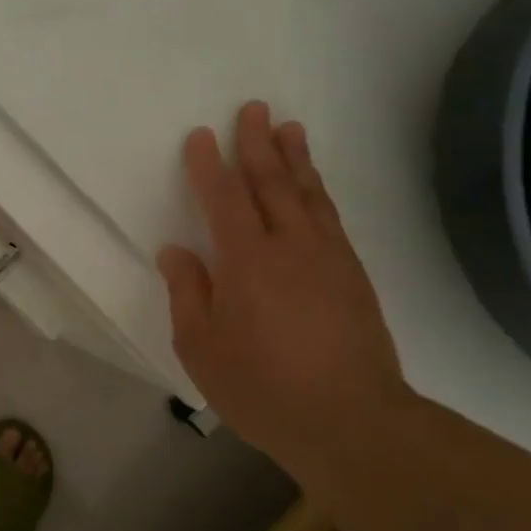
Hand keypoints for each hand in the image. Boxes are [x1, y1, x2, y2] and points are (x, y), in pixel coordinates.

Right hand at [157, 101, 411, 481]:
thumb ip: (189, 294)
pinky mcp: (353, 275)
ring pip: (307, 194)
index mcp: (247, 261)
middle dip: (257, 144)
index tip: (200, 135)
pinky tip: (313, 187)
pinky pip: (330, 217)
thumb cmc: (264, 388)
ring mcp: (328, 257)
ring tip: (289, 128)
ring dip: (295, 158)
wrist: (352, 422)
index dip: (208, 165)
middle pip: (271, 182)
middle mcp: (290, 246)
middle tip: (253, 108)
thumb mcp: (202, 348)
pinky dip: (318, 191)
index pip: (223, 198)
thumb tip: (176, 251)